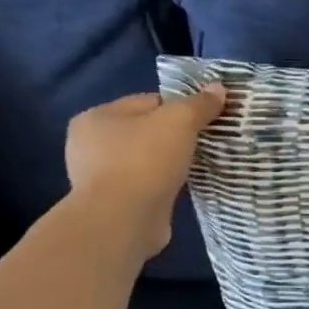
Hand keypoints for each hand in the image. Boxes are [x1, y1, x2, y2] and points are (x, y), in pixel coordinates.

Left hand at [64, 85, 225, 258]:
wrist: (123, 220)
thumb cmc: (145, 160)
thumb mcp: (180, 121)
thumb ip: (200, 104)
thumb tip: (218, 88)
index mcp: (97, 117)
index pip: (148, 102)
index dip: (180, 107)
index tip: (205, 120)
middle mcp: (90, 144)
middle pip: (146, 130)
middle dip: (174, 136)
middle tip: (204, 143)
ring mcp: (99, 177)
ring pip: (146, 159)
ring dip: (168, 163)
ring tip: (196, 166)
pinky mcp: (112, 203)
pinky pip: (145, 184)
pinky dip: (162, 184)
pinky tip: (181, 188)